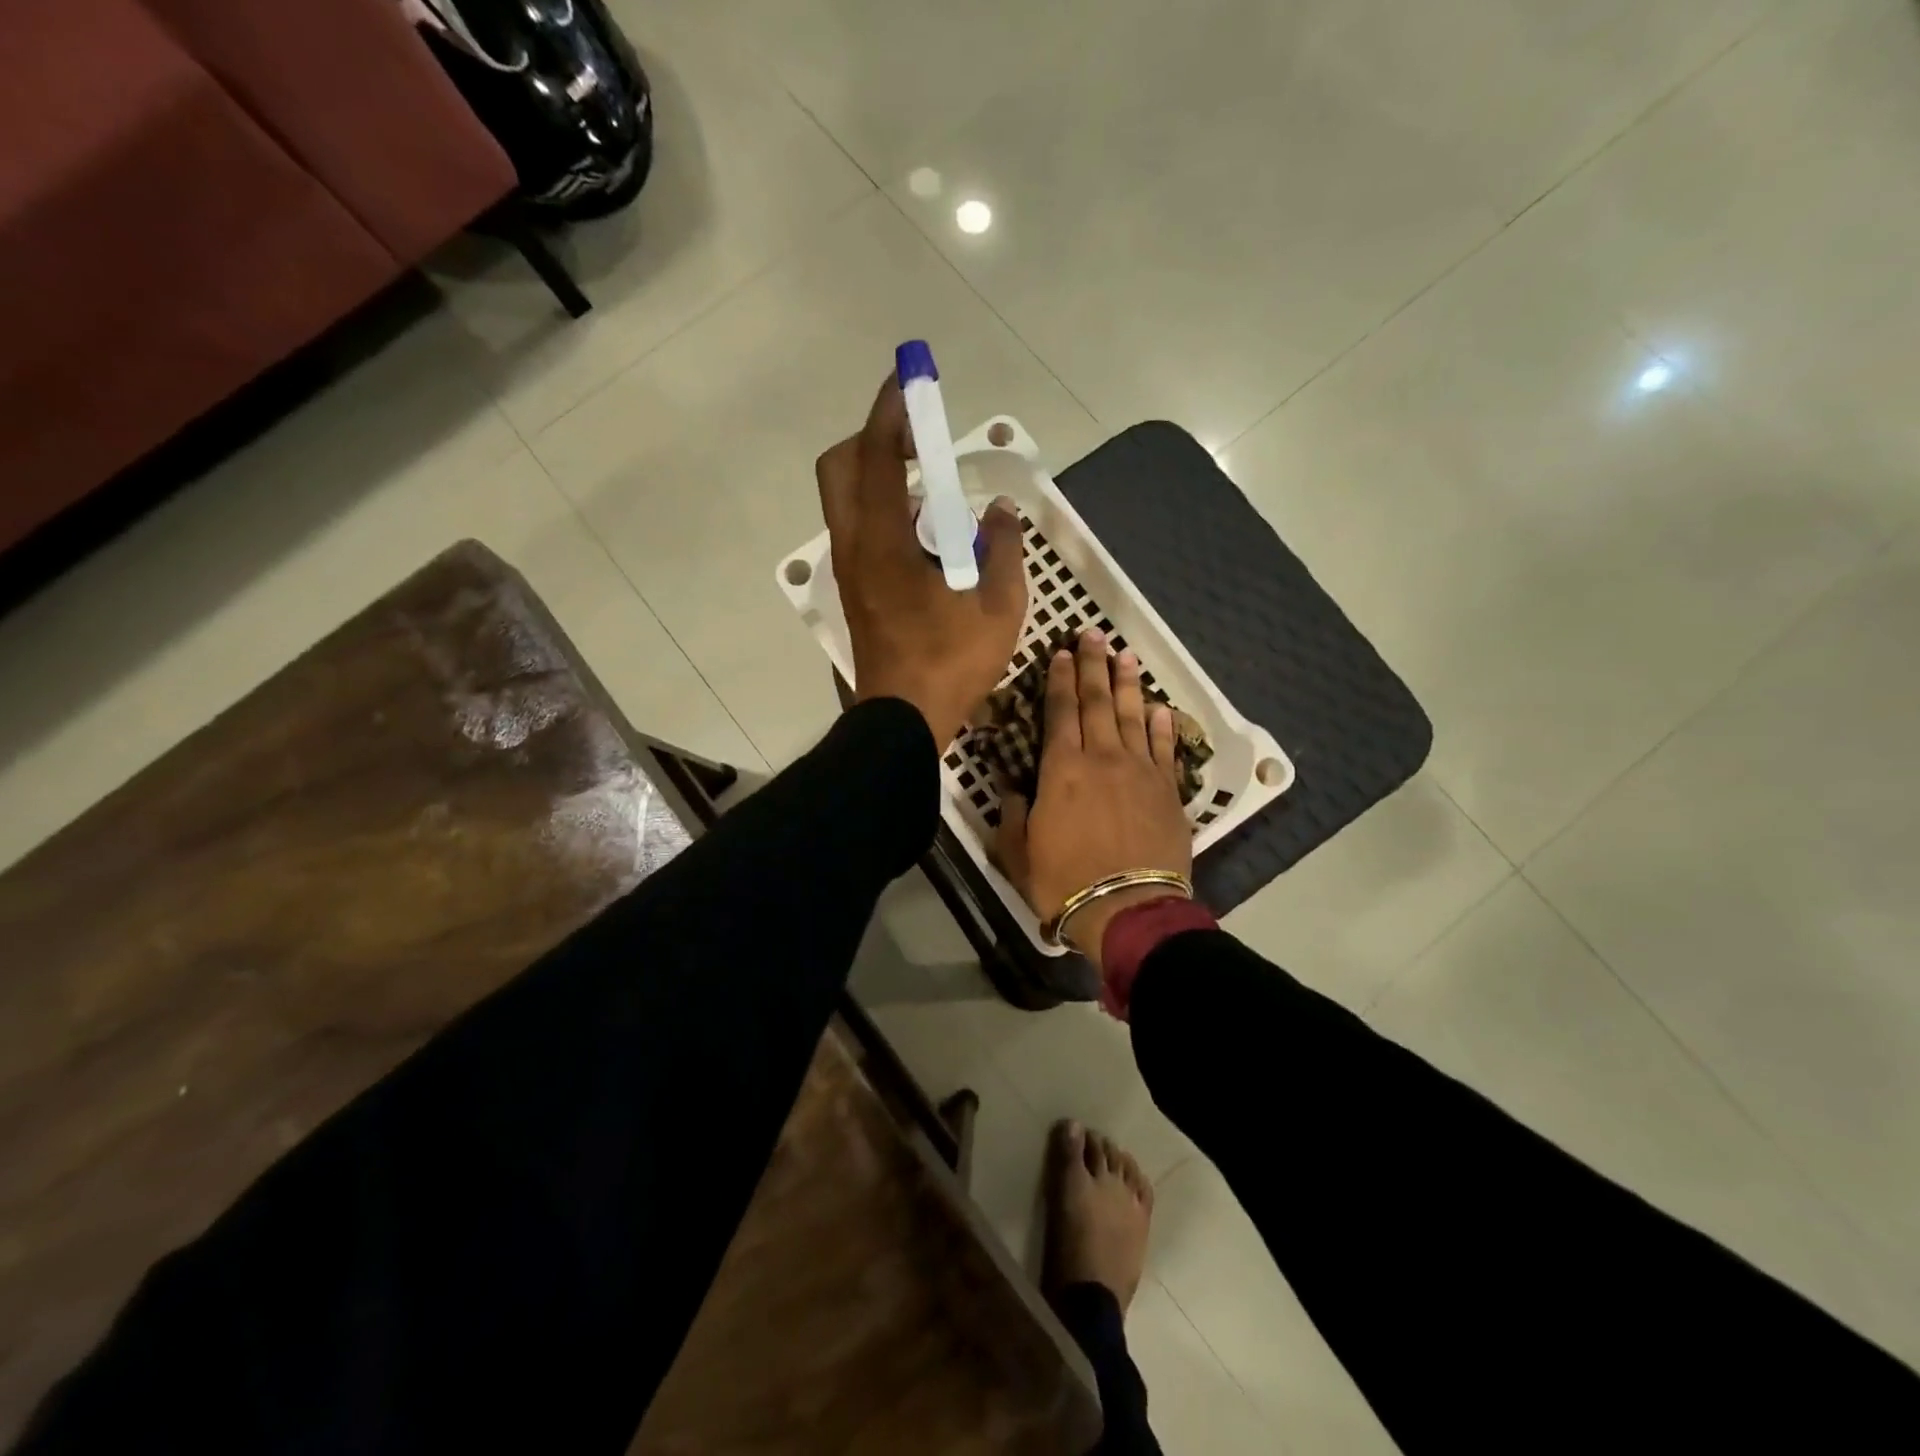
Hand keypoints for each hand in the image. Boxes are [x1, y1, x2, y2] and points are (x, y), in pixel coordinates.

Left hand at [816, 377, 1025, 746]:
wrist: (903, 719)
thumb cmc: (951, 663)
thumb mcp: (999, 606)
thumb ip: (1004, 549)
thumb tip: (1001, 513)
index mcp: (884, 542)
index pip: (877, 457)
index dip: (891, 412)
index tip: (908, 381)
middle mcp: (855, 546)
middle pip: (840, 467)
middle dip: (873, 439)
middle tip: (919, 444)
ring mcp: (849, 569)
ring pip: (847, 499)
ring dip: (880, 476)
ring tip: (931, 491)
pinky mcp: (854, 588)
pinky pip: (860, 528)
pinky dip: (884, 510)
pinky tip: (925, 533)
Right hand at [996, 629, 1192, 969]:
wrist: (1127, 909)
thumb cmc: (1064, 881)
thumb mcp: (1018, 851)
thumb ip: (1013, 813)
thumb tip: (1011, 786)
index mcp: (1062, 769)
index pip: (1059, 711)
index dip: (1058, 679)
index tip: (1060, 653)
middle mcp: (1102, 758)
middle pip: (1097, 701)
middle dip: (1092, 665)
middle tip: (1093, 634)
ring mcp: (1140, 771)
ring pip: (1133, 716)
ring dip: (1127, 684)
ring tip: (1125, 655)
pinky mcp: (1168, 790)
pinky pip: (1164, 748)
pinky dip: (1161, 725)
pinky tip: (1159, 708)